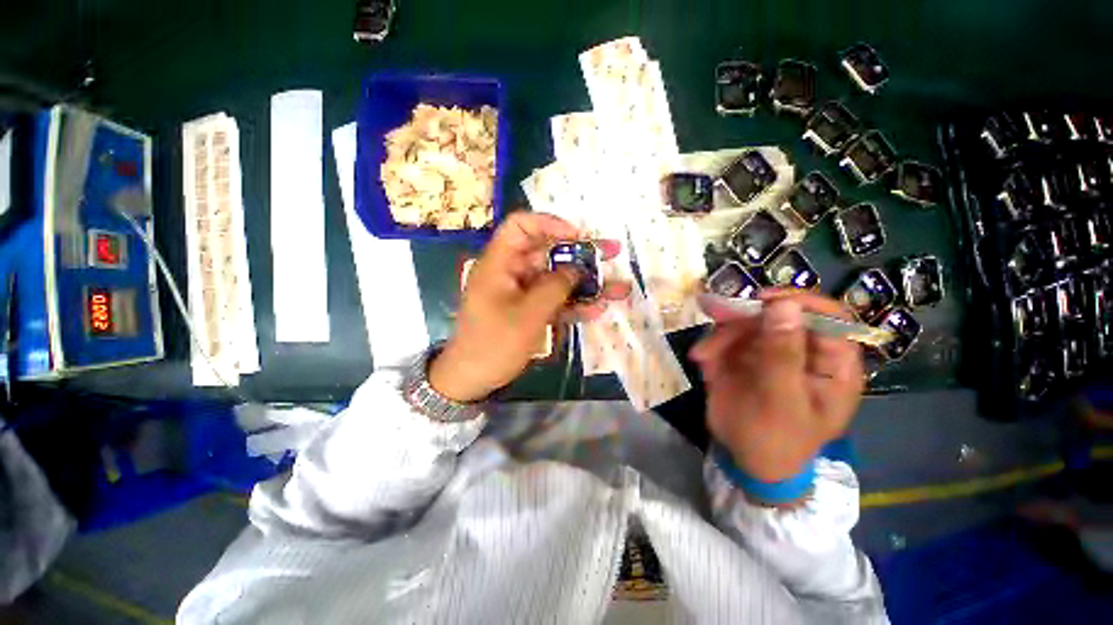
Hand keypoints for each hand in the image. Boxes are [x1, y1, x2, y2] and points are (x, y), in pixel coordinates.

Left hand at [429, 212, 628, 401]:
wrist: (473, 379)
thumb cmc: (494, 344)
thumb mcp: (528, 315)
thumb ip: (555, 288)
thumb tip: (576, 270)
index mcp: (500, 263)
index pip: (520, 226)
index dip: (549, 223)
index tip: (578, 235)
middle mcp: (513, 272)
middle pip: (549, 253)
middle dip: (582, 254)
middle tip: (613, 253)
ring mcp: (523, 293)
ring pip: (557, 279)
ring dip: (586, 283)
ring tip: (619, 288)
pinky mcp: (530, 310)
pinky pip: (555, 300)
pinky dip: (575, 304)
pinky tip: (599, 309)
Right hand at [690, 290, 864, 482]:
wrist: (745, 461)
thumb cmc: (776, 441)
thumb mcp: (781, 401)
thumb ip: (782, 354)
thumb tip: (784, 304)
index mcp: (832, 364)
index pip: (829, 317)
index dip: (799, 302)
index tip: (762, 301)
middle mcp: (803, 350)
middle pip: (780, 315)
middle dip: (746, 319)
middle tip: (717, 321)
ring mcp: (771, 351)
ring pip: (747, 323)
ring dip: (722, 335)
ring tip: (704, 356)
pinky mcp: (744, 356)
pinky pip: (727, 338)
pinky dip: (712, 346)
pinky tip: (702, 360)